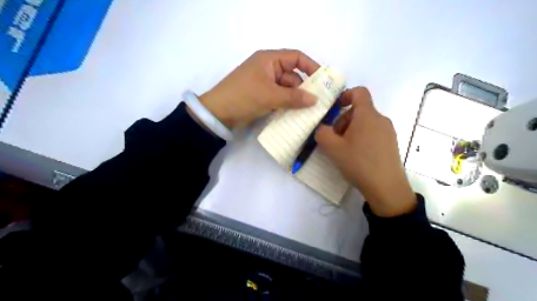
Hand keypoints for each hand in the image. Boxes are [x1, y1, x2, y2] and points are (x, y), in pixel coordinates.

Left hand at [199, 49, 320, 128]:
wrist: (218, 113)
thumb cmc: (243, 97)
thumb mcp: (270, 96)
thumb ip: (294, 97)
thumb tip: (315, 100)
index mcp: (269, 60)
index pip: (296, 57)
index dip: (311, 67)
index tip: (323, 81)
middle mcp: (268, 69)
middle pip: (292, 76)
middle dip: (304, 89)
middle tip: (317, 103)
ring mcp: (264, 83)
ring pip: (286, 89)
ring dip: (295, 99)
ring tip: (308, 112)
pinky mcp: (262, 96)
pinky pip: (279, 98)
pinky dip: (286, 105)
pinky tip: (295, 115)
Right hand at [316, 86, 416, 215]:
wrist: (387, 188)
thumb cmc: (359, 163)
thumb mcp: (333, 148)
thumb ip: (322, 133)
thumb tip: (322, 128)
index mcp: (367, 115)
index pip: (359, 92)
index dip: (345, 95)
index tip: (335, 109)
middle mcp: (380, 119)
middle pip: (359, 110)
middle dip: (343, 120)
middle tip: (335, 139)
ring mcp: (388, 131)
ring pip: (365, 122)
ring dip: (351, 130)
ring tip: (345, 149)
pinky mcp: (391, 143)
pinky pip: (373, 132)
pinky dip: (361, 137)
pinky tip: (356, 155)